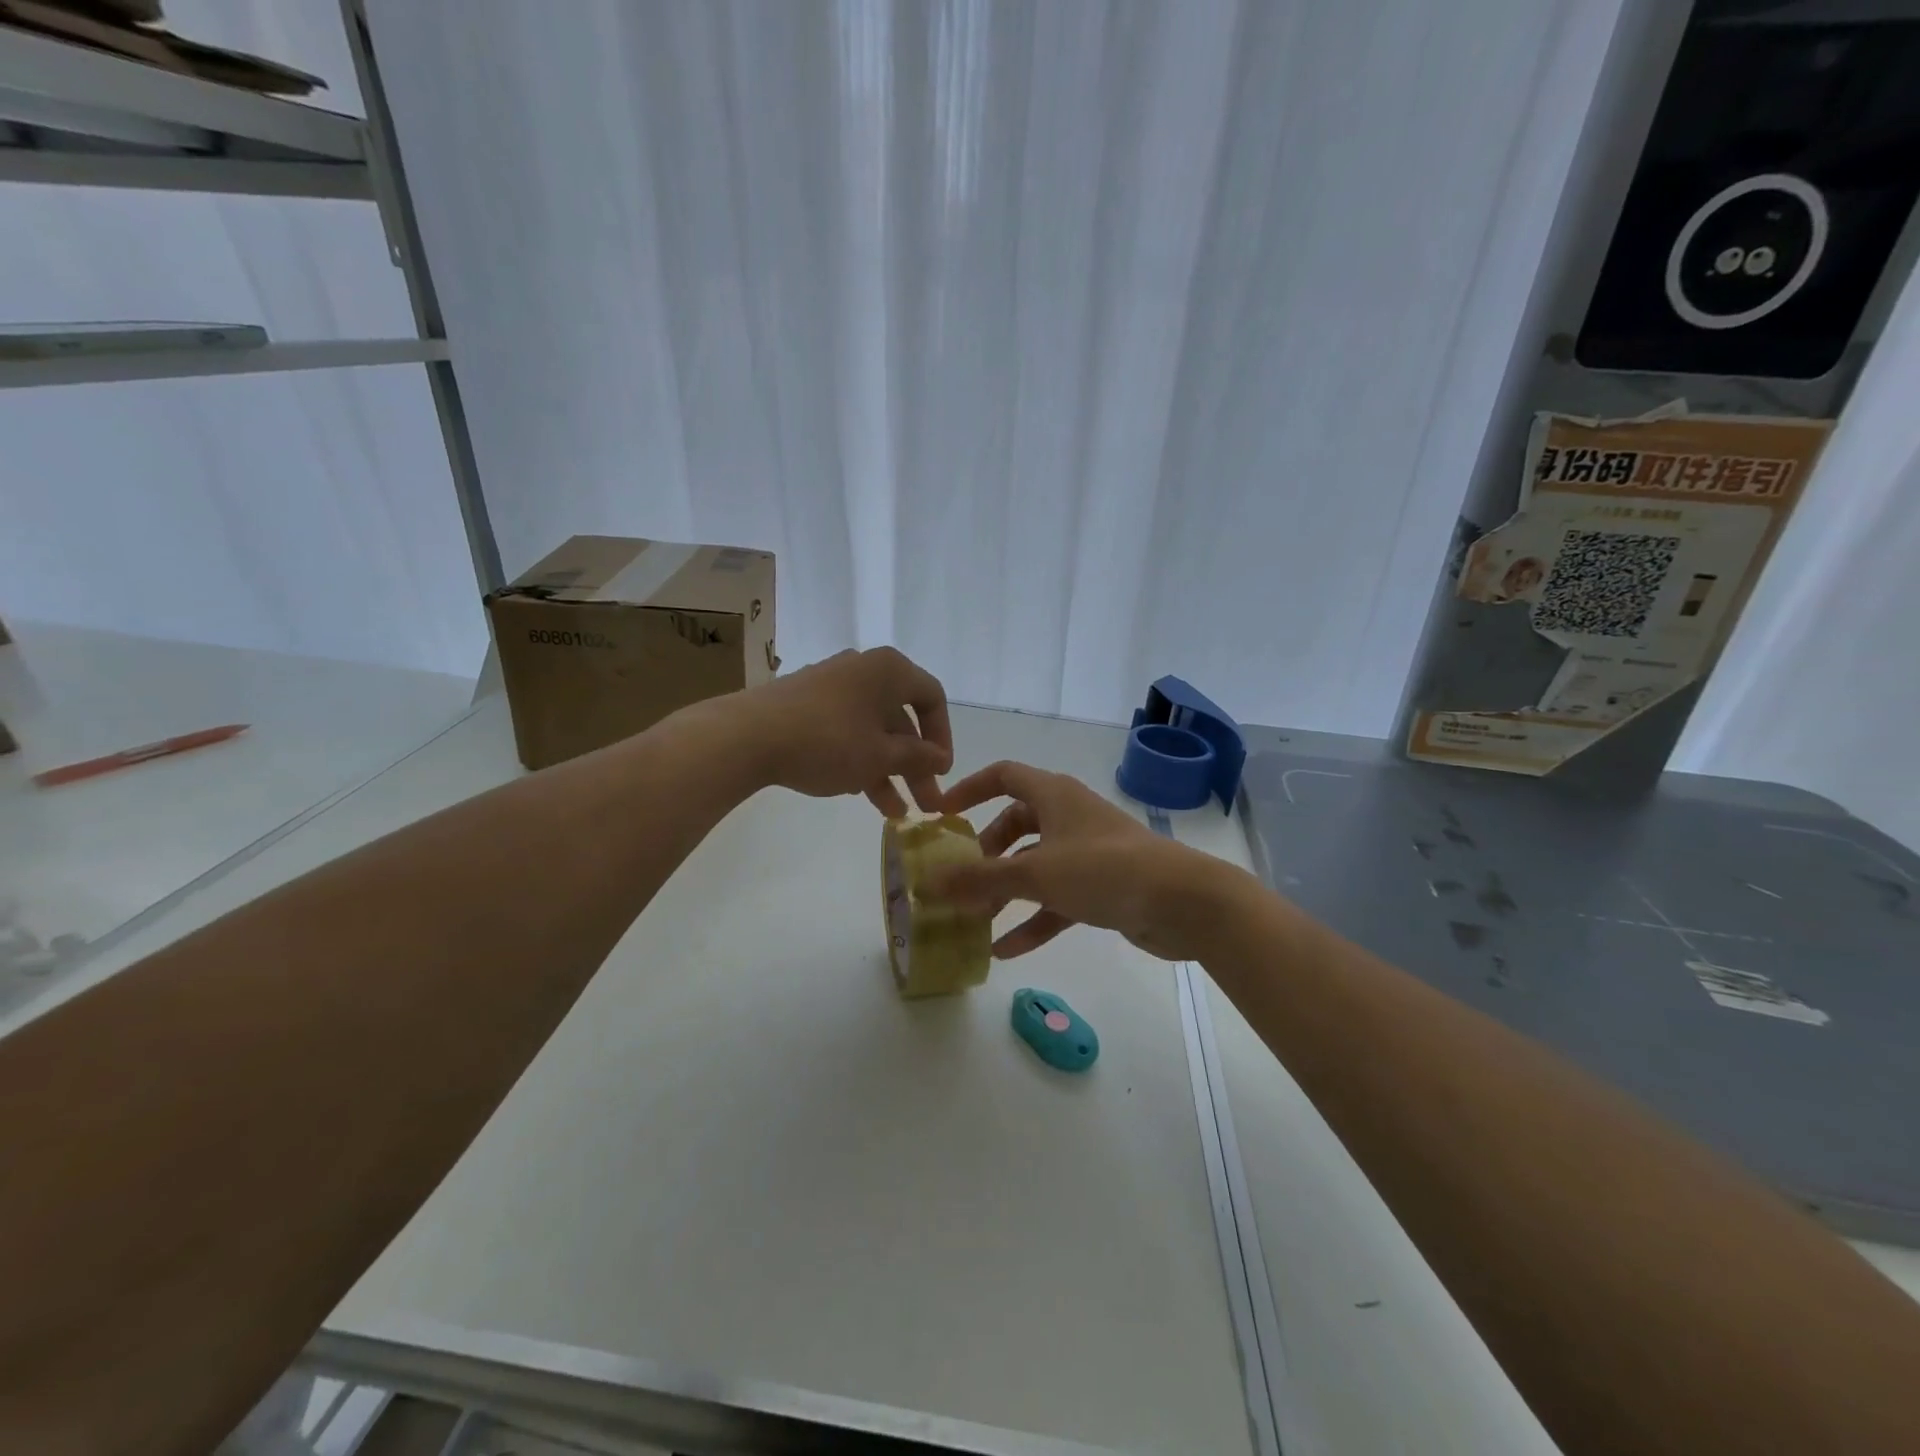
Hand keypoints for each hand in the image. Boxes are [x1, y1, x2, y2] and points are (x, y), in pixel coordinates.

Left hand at [734, 647, 952, 815]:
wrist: (746, 736)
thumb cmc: (828, 741)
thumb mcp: (880, 756)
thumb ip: (916, 757)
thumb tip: (939, 758)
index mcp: (889, 670)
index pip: (931, 698)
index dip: (942, 736)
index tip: (941, 771)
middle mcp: (862, 670)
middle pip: (900, 719)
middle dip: (914, 764)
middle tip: (925, 804)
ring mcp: (830, 685)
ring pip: (871, 729)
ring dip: (887, 769)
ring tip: (894, 812)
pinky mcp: (804, 703)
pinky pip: (845, 729)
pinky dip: (858, 758)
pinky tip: (859, 792)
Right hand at [927, 760, 1223, 959]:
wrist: (1182, 901)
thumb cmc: (1103, 870)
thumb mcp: (1035, 873)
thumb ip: (981, 879)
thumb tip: (929, 882)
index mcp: (1053, 795)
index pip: (1003, 776)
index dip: (970, 789)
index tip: (942, 815)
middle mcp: (1068, 816)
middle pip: (1016, 825)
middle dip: (986, 853)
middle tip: (961, 880)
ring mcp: (1087, 852)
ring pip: (1035, 865)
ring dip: (1006, 891)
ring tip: (975, 921)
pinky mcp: (1102, 886)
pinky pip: (1057, 898)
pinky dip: (1033, 920)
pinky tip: (1006, 951)